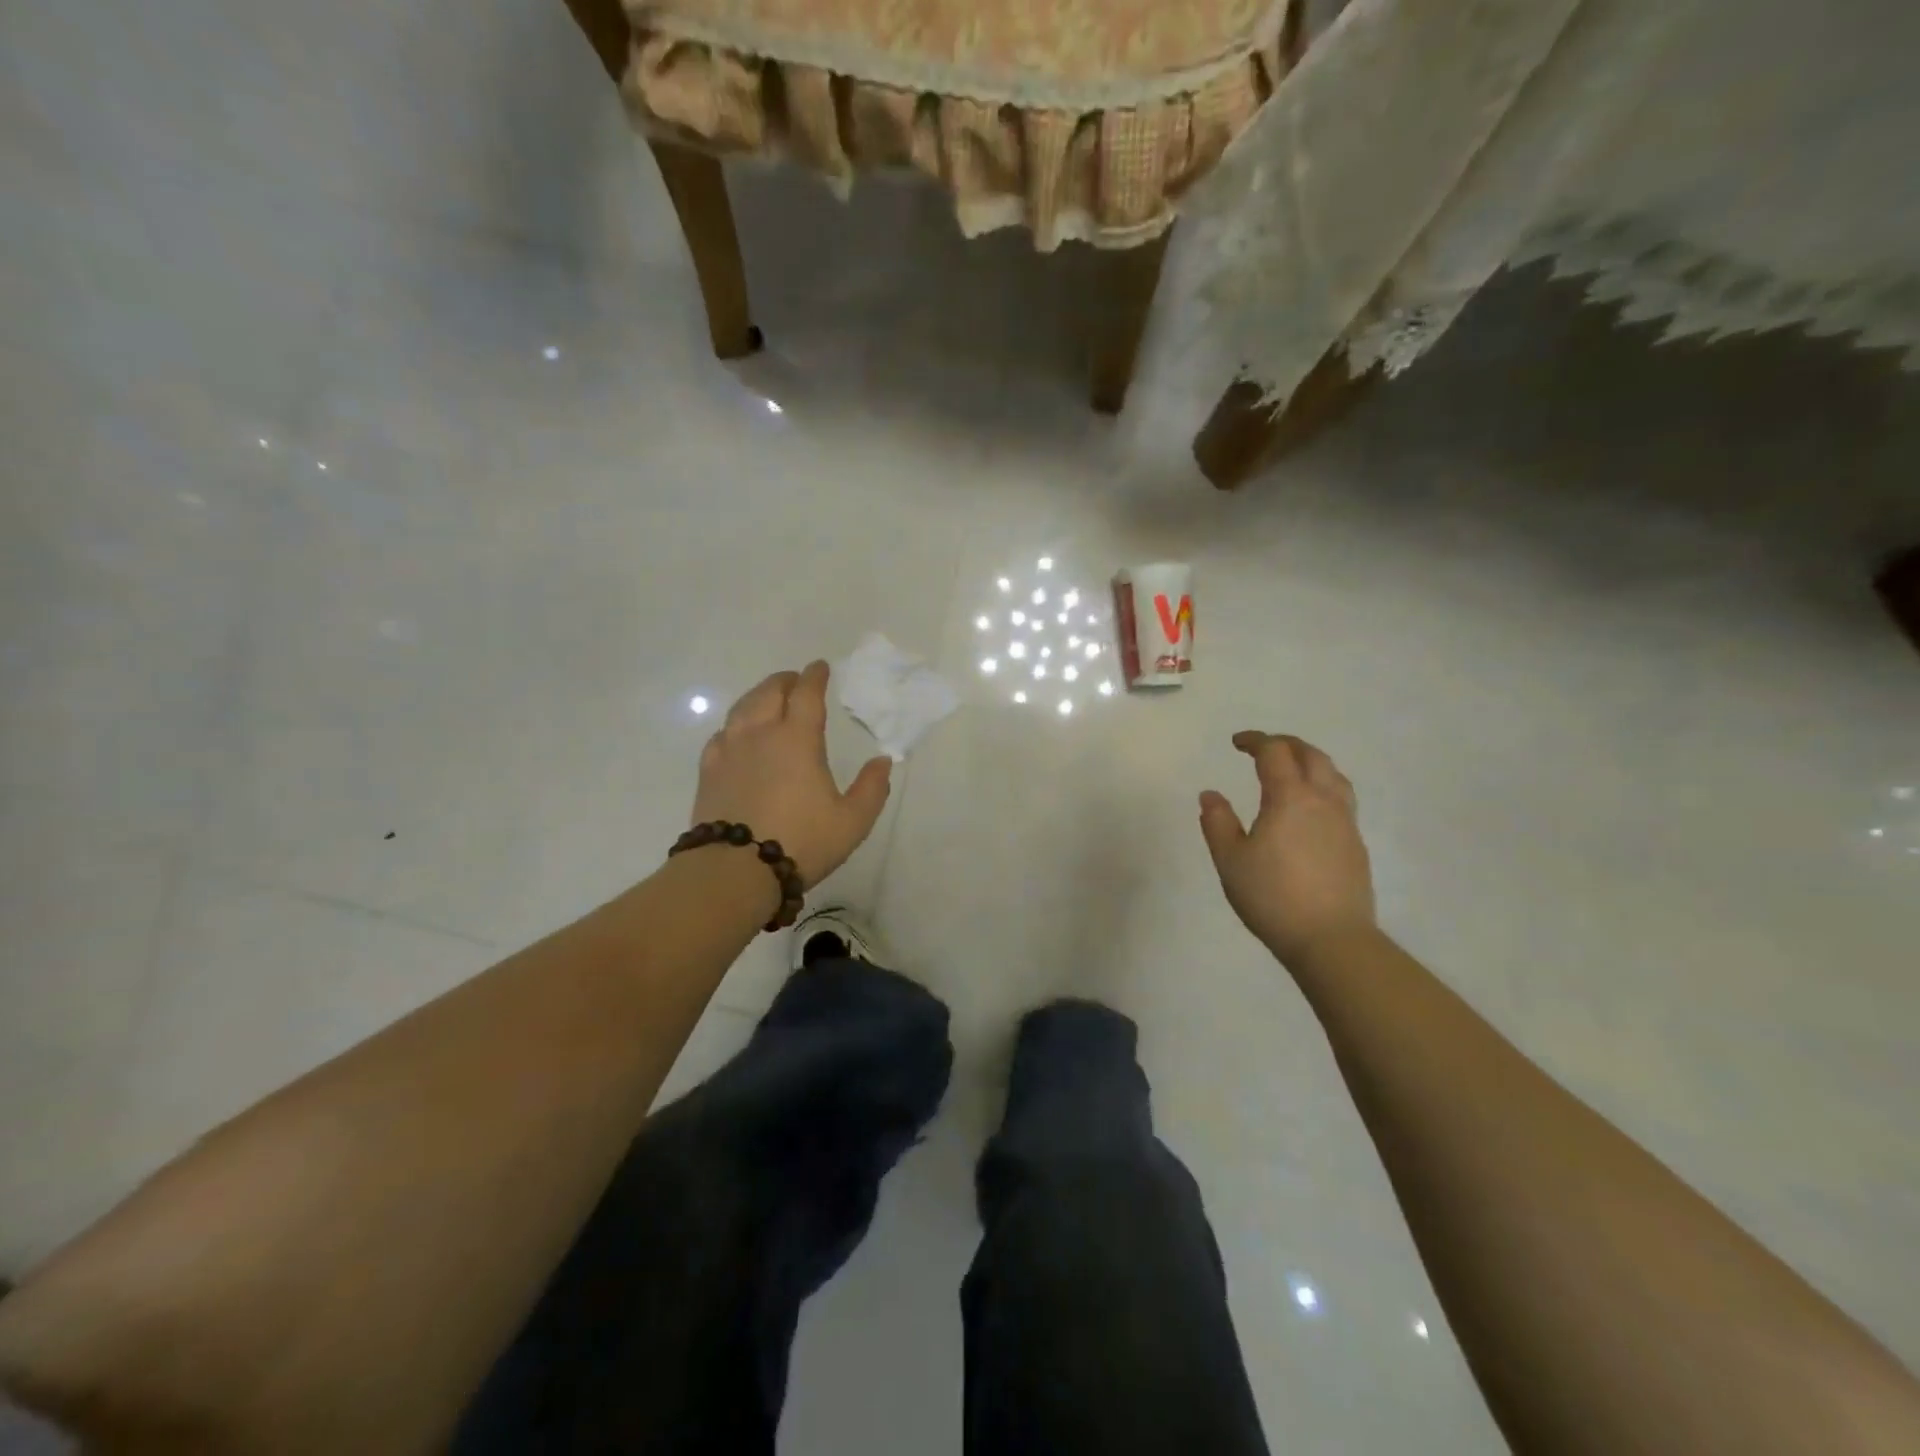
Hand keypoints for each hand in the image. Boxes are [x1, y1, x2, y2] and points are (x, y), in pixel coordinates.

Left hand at [691, 661, 891, 886]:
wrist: (734, 870)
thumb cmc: (801, 842)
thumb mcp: (852, 821)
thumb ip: (872, 788)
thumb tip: (883, 761)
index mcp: (798, 739)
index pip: (807, 694)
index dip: (815, 676)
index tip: (820, 667)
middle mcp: (761, 734)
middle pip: (770, 692)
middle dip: (785, 681)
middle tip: (796, 681)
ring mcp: (729, 750)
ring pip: (742, 708)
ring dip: (759, 697)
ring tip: (768, 699)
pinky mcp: (708, 770)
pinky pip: (722, 734)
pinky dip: (735, 724)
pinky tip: (737, 734)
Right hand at [1199, 732, 1375, 966]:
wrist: (1332, 939)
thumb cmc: (1273, 897)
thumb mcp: (1230, 861)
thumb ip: (1217, 823)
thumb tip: (1210, 795)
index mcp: (1289, 798)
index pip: (1274, 753)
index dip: (1255, 741)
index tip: (1237, 742)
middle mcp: (1322, 801)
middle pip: (1310, 755)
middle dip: (1285, 744)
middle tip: (1263, 749)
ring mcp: (1345, 822)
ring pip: (1333, 774)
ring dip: (1310, 762)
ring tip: (1292, 770)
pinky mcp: (1356, 844)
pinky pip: (1341, 798)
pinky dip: (1323, 786)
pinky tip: (1310, 808)